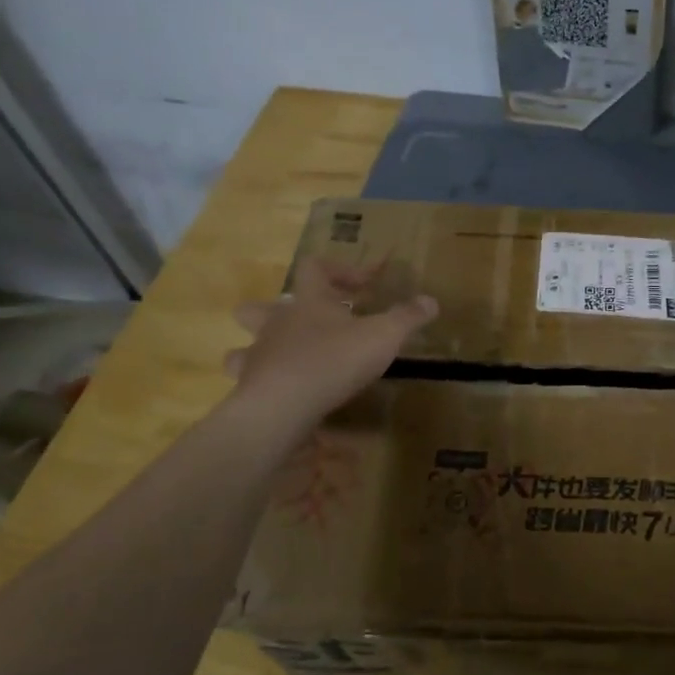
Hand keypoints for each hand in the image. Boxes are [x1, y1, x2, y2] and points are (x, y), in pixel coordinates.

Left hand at [225, 259, 437, 442]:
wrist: (283, 406)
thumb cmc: (334, 360)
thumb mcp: (383, 336)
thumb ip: (407, 318)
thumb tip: (432, 300)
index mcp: (308, 302)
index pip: (315, 267)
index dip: (340, 270)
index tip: (364, 285)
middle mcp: (276, 323)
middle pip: (260, 306)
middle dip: (276, 310)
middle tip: (304, 324)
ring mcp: (258, 356)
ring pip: (242, 346)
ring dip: (258, 349)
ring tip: (282, 361)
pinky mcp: (249, 390)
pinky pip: (249, 382)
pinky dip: (262, 386)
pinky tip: (281, 396)